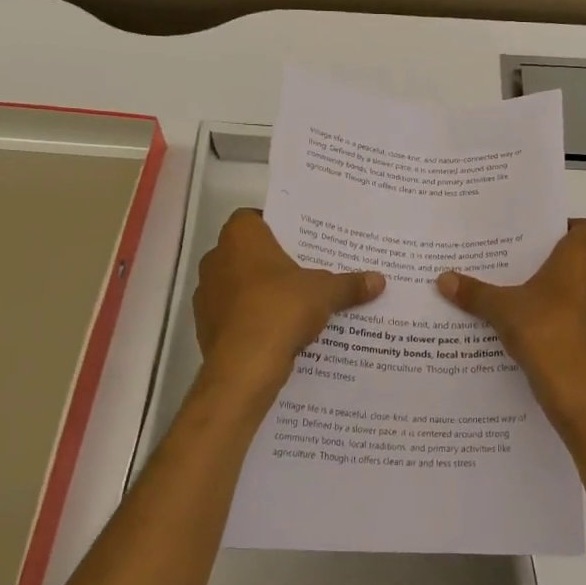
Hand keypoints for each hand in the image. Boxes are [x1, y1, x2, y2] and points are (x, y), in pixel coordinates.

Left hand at [193, 211, 384, 391]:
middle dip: (273, 261)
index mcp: (240, 237)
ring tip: (296, 302)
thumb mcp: (325, 292)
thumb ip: (349, 284)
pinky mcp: (206, 326)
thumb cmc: (281, 309)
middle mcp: (216, 258)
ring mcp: (206, 294)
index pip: (254, 218)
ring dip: (261, 291)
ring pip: (239, 284)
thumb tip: (379, 280)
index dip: (276, 227)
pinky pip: (235, 314)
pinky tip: (279, 329)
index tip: (300, 240)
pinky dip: (252, 318)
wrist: (244, 366)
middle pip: (248, 252)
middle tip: (305, 270)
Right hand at [436, 219, 585, 420]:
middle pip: (580, 260)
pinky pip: (581, 318)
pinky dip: (563, 319)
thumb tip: (442, 278)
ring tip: (523, 299)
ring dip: (559, 293)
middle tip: (519, 266)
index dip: (566, 227)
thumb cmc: (543, 331)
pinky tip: (534, 330)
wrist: (575, 389)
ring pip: (581, 290)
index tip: (539, 235)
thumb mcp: (501, 309)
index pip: (585, 228)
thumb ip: (474, 292)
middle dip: (553, 262)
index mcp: (580, 260)